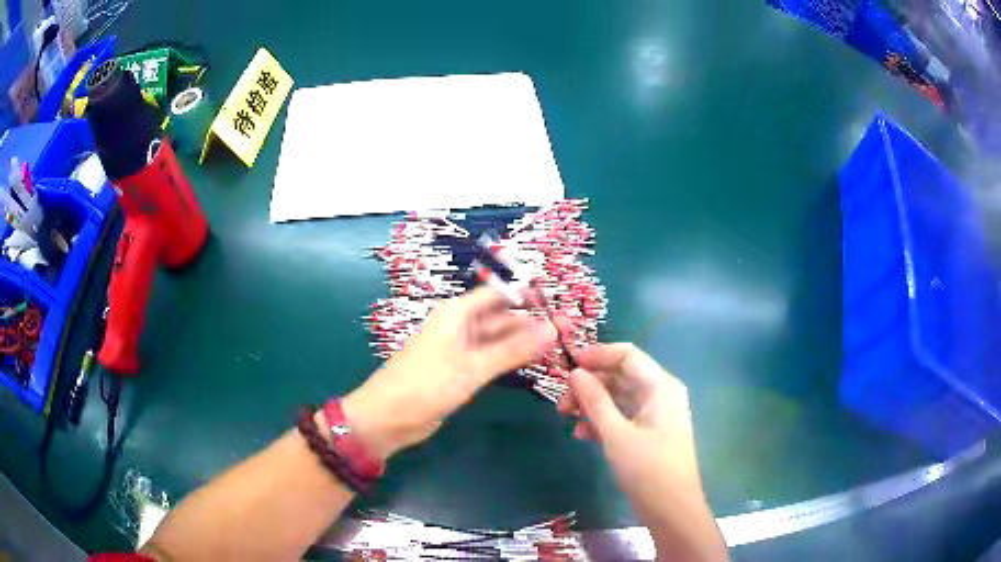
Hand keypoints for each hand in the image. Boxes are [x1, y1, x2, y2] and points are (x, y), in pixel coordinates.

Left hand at [343, 287, 556, 460]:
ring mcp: (461, 350)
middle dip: (532, 322)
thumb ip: (513, 349)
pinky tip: (535, 361)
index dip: (528, 295)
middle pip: (502, 317)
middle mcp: (460, 326)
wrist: (388, 418)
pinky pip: (492, 358)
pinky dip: (512, 358)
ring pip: (499, 339)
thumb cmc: (425, 385)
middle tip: (569, 330)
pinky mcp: (461, 371)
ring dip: (525, 341)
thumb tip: (553, 329)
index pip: (499, 294)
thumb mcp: (472, 367)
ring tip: (560, 345)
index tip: (559, 302)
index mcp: (458, 313)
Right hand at [559, 343, 726, 560]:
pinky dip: (602, 421)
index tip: (568, 366)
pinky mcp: (649, 431)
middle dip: (590, 385)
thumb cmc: (647, 469)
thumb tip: (575, 373)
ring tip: (566, 418)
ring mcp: (656, 413)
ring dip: (592, 404)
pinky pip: (623, 415)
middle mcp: (660, 393)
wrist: (671, 508)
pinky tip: (582, 434)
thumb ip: (595, 400)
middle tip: (561, 401)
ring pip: (619, 397)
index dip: (597, 355)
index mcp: (660, 386)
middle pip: (621, 375)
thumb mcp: (616, 434)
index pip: (627, 354)